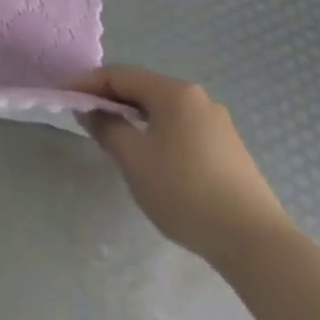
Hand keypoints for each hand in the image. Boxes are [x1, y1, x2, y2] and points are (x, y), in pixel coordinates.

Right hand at [71, 66, 290, 264]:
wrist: (256, 243)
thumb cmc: (185, 192)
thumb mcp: (134, 159)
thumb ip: (106, 127)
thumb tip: (91, 110)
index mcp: (173, 92)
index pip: (119, 75)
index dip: (87, 83)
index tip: (63, 96)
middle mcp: (197, 98)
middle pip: (143, 89)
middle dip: (111, 100)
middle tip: (85, 117)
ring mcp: (218, 124)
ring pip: (163, 110)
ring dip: (135, 118)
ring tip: (114, 138)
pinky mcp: (229, 150)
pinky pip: (182, 128)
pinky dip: (157, 133)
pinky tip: (152, 158)